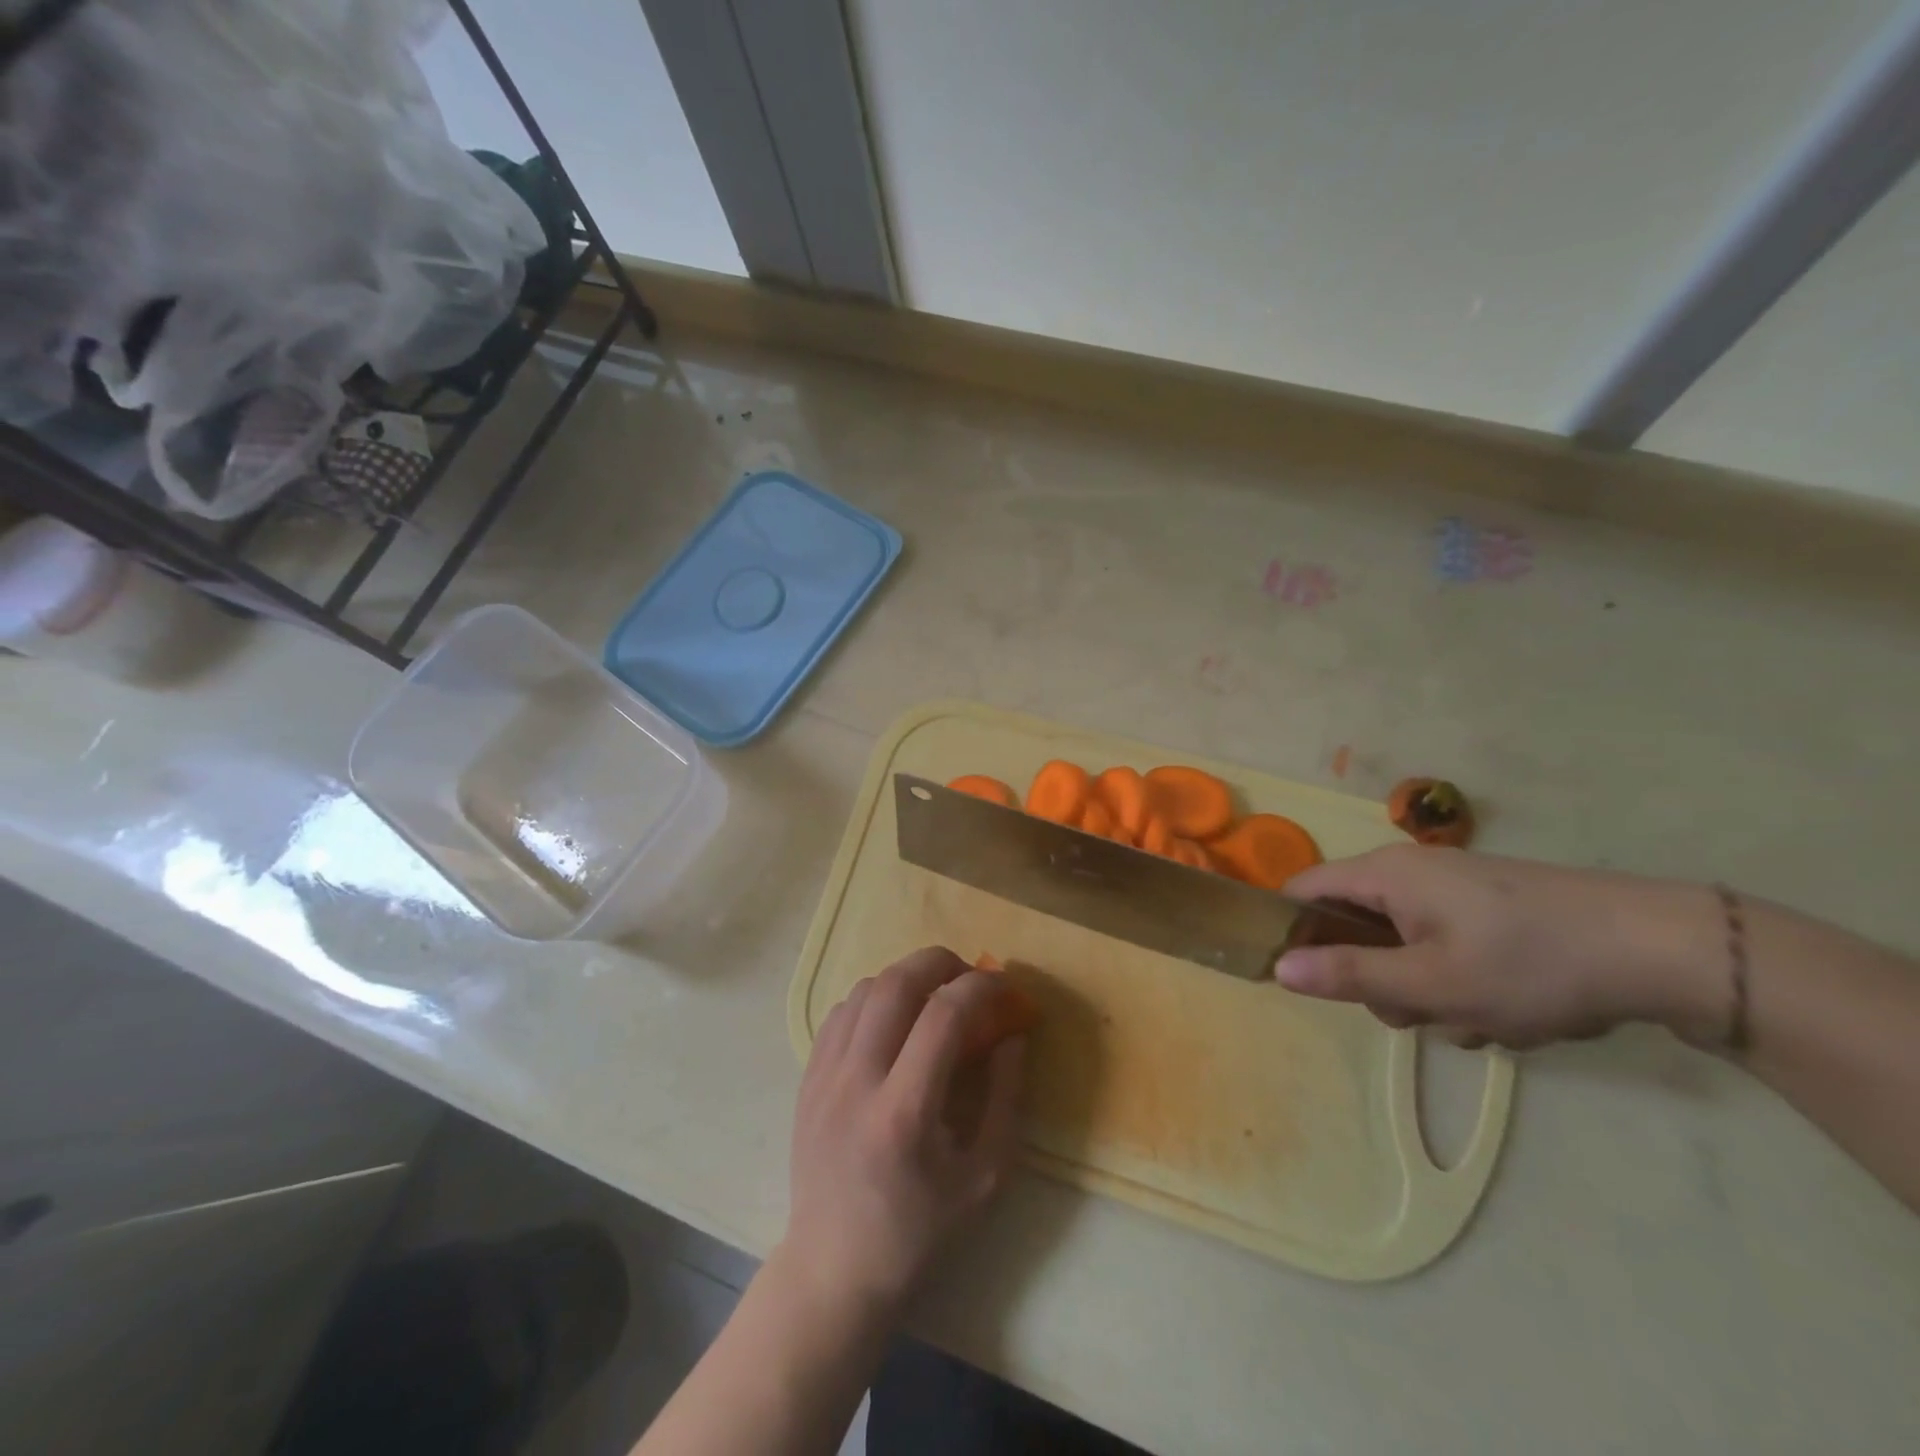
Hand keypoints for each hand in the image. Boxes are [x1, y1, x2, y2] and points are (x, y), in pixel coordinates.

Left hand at [780, 947, 1025, 1321]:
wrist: (834, 1269)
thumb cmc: (919, 1231)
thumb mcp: (985, 1177)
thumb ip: (1006, 1098)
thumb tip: (1013, 1034)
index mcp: (904, 1113)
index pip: (944, 1015)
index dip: (981, 988)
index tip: (1005, 988)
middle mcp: (856, 1082)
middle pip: (896, 983)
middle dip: (940, 962)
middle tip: (968, 976)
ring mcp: (823, 1076)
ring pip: (865, 989)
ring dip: (906, 978)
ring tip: (932, 996)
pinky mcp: (806, 1077)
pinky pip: (841, 1011)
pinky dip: (874, 999)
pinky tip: (893, 1022)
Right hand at [1274, 846, 1729, 1049]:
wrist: (1662, 948)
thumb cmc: (1531, 963)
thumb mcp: (1432, 983)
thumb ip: (1349, 975)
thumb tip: (1278, 966)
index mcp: (1384, 875)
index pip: (1302, 892)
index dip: (1291, 932)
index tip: (1309, 981)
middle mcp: (1410, 873)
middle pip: (1355, 928)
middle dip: (1380, 980)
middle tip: (1421, 1010)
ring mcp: (1453, 890)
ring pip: (1404, 948)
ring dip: (1430, 991)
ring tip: (1482, 1015)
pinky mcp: (1489, 910)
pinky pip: (1446, 948)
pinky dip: (1465, 983)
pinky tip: (1512, 1007)